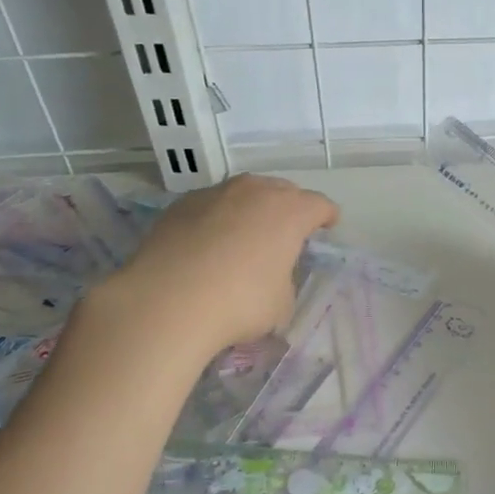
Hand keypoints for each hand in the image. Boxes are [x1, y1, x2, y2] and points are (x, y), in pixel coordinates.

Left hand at [102, 175, 338, 357]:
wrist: (168, 301)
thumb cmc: (240, 302)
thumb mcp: (282, 302)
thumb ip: (285, 278)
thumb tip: (271, 273)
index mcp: (290, 211)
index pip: (320, 205)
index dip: (326, 217)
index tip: (326, 227)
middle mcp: (255, 191)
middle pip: (282, 190)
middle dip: (289, 208)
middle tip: (287, 232)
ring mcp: (215, 193)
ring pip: (244, 193)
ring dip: (251, 209)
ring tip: (246, 234)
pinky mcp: (181, 204)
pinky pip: (212, 206)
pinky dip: (218, 218)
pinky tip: (210, 243)